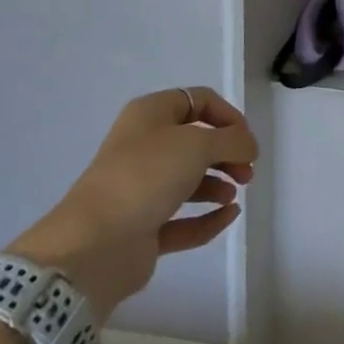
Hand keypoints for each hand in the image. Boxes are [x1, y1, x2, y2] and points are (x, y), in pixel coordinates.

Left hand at [9, 87, 257, 313]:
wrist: (95, 243)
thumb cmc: (146, 176)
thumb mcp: (198, 144)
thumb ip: (233, 140)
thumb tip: (248, 147)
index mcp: (150, 115)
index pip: (198, 101)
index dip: (228, 115)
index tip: (246, 139)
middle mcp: (144, 147)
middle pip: (196, 142)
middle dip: (227, 153)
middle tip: (247, 171)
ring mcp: (141, 190)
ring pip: (188, 180)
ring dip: (218, 184)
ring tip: (235, 194)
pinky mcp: (143, 228)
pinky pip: (183, 219)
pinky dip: (208, 217)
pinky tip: (229, 216)